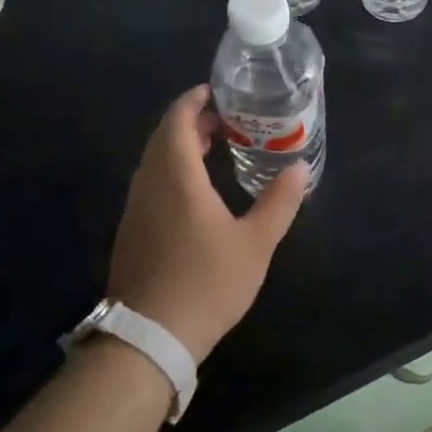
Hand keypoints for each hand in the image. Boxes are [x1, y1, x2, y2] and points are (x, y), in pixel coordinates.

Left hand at [107, 85, 306, 362]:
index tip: (218, 92)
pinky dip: (172, 170)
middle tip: (227, 119)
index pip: (177, 121)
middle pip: (164, 138)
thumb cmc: (206, 283)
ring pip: (154, 161)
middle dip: (191, 121)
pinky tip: (196, 191)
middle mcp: (150, 185)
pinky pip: (151, 183)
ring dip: (180, 146)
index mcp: (177, 177)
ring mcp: (136, 210)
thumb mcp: (255, 243)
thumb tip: (299, 168)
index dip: (194, 101)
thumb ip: (279, 202)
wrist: (148, 339)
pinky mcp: (132, 232)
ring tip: (216, 147)